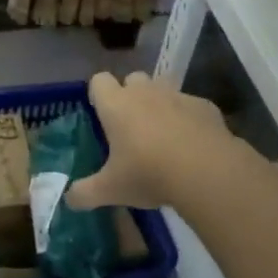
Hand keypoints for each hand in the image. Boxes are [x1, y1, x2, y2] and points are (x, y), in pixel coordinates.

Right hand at [67, 70, 230, 210]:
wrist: (208, 172)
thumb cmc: (149, 174)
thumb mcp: (110, 190)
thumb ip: (84, 193)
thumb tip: (69, 199)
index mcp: (116, 105)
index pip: (98, 80)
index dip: (98, 95)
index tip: (101, 115)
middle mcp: (145, 92)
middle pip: (132, 78)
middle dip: (130, 95)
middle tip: (130, 127)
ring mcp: (177, 96)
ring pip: (163, 87)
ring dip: (159, 103)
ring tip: (161, 134)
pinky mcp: (205, 106)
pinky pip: (190, 105)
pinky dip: (188, 118)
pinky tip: (191, 144)